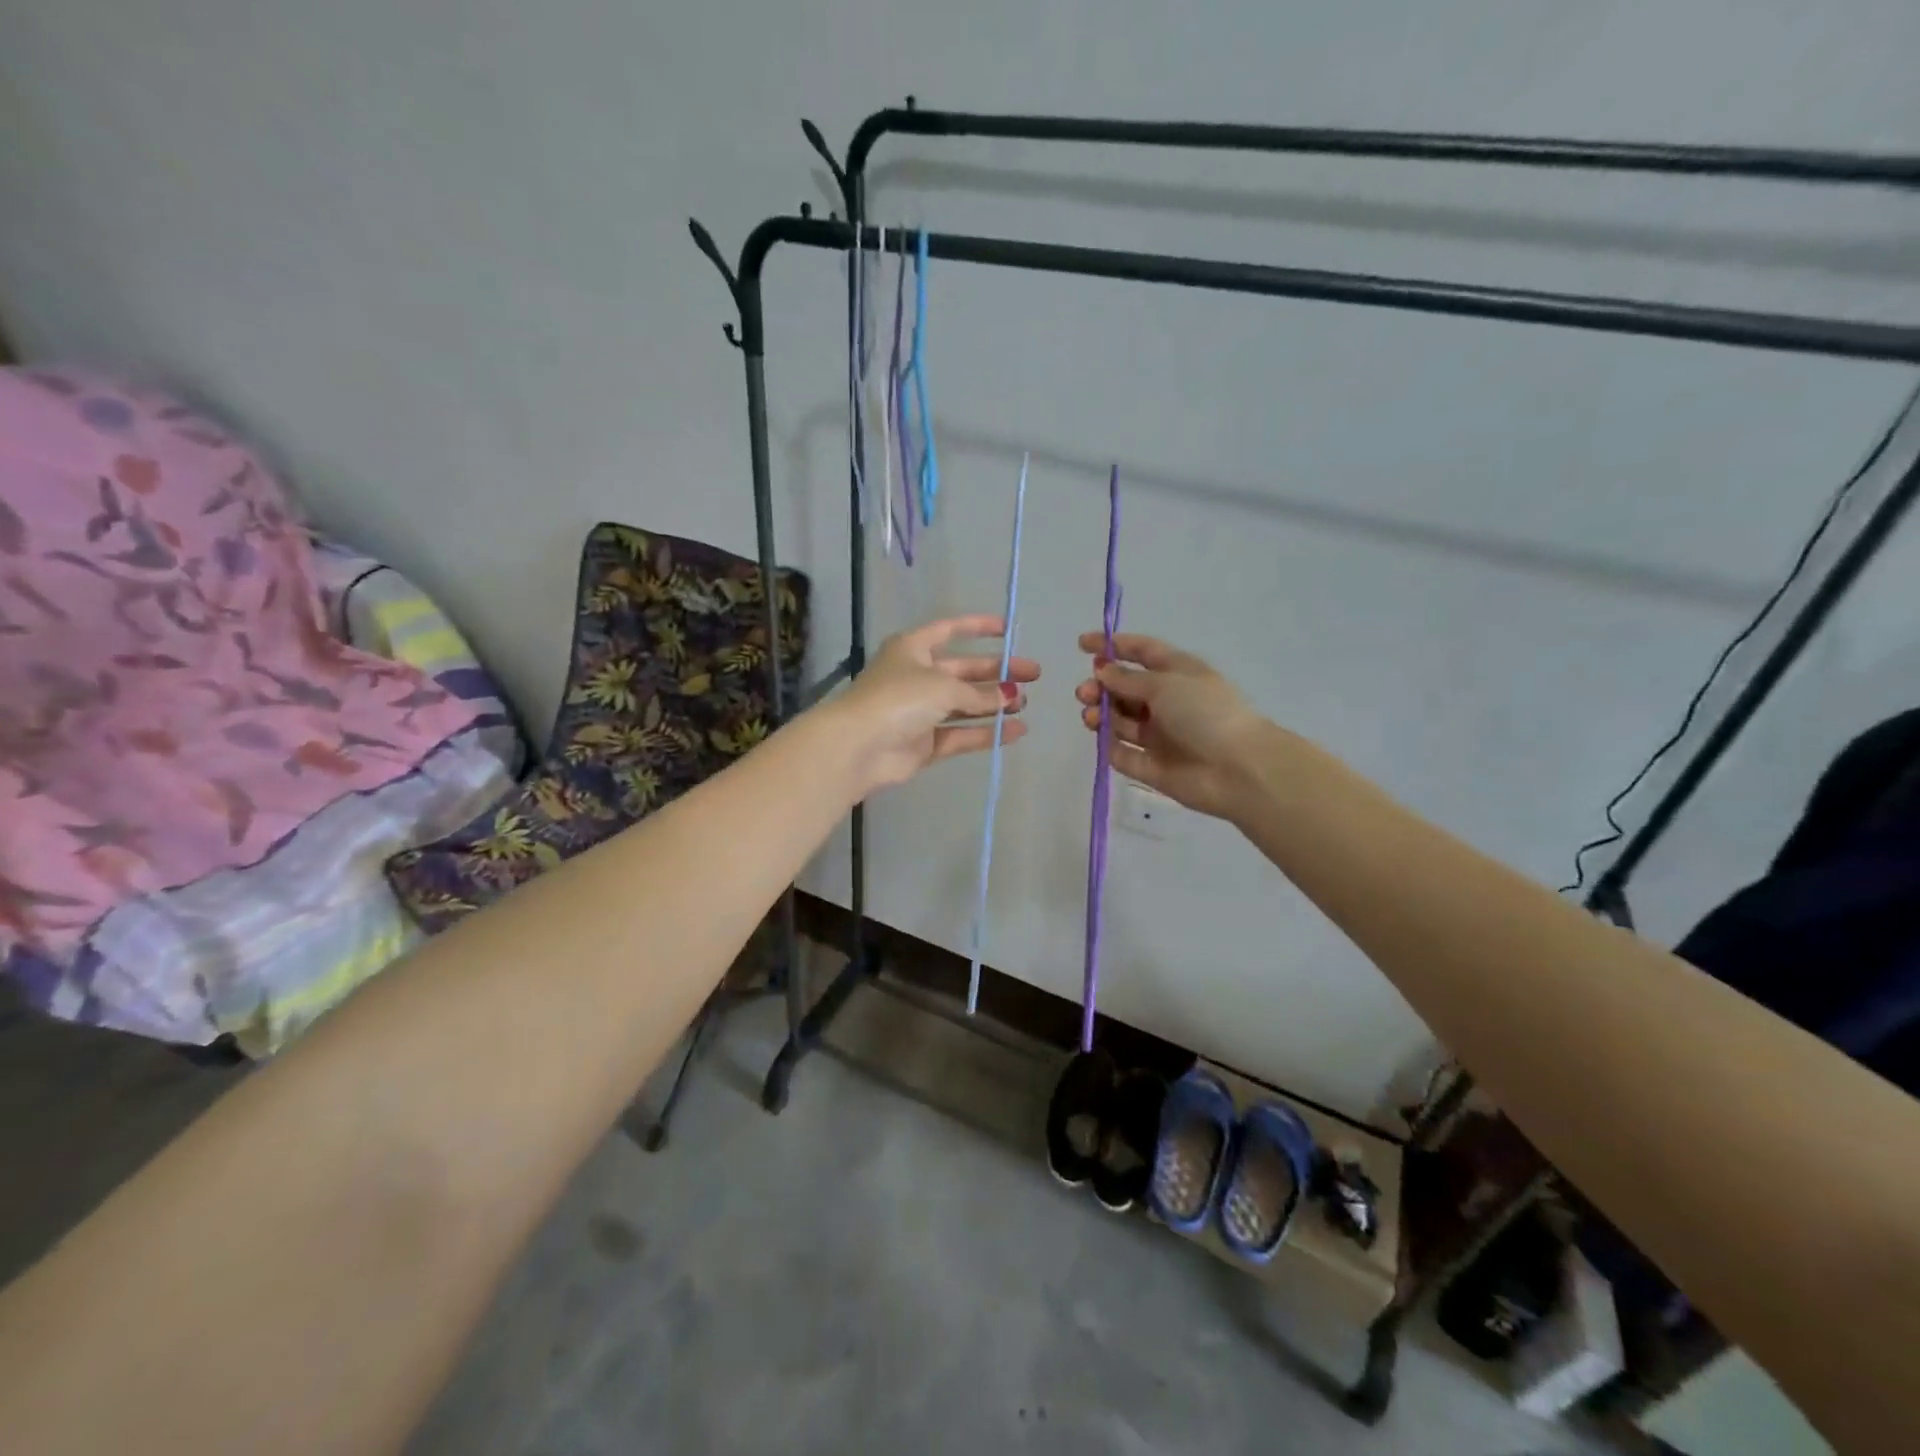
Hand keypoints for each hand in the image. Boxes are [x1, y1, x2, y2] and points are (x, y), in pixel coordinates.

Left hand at [829, 616, 1039, 795]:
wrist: (860, 746)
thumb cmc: (899, 699)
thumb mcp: (944, 686)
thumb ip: (979, 693)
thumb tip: (1009, 696)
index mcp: (913, 648)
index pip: (949, 630)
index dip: (977, 627)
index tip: (1008, 630)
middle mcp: (916, 676)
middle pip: (963, 671)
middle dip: (997, 673)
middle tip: (1032, 675)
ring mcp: (920, 712)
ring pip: (964, 704)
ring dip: (994, 704)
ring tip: (1025, 704)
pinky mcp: (924, 743)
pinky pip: (961, 734)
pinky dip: (986, 732)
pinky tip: (1016, 731)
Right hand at [1075, 632, 1267, 819]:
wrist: (1237, 769)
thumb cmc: (1205, 713)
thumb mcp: (1165, 684)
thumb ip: (1128, 679)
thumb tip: (1102, 670)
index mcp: (1177, 673)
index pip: (1141, 652)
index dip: (1112, 646)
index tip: (1082, 644)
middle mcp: (1167, 702)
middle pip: (1125, 689)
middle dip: (1101, 686)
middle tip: (1085, 692)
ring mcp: (1159, 735)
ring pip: (1120, 720)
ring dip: (1101, 714)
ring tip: (1092, 716)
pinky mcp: (1151, 766)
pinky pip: (1123, 753)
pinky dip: (1111, 746)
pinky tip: (1106, 740)